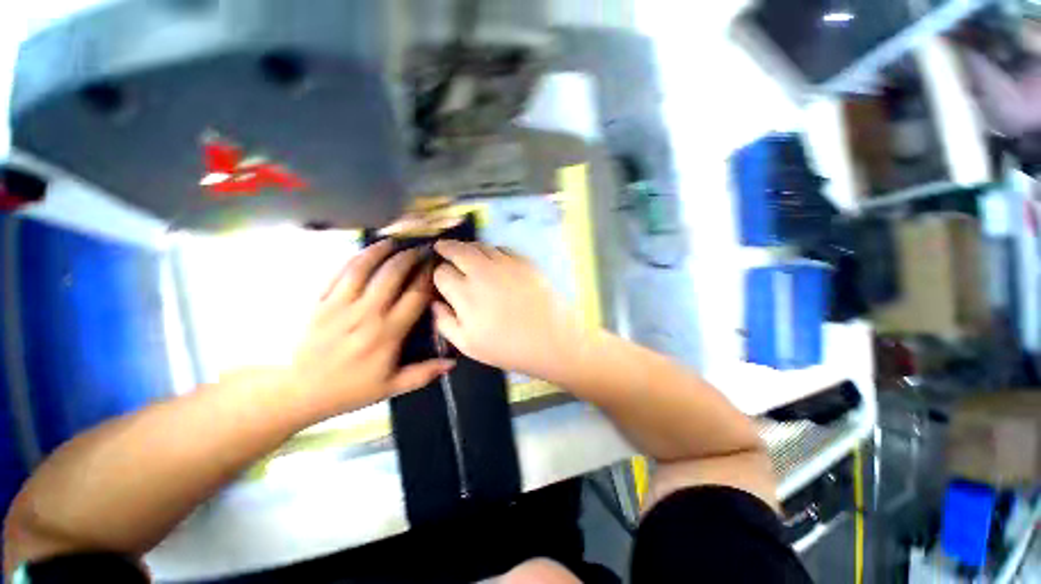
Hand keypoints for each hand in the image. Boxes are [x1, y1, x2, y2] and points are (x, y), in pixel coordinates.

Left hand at [286, 240, 454, 417]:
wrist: (297, 391)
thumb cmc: (348, 389)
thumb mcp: (391, 387)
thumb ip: (424, 373)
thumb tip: (453, 363)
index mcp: (387, 333)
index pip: (415, 296)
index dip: (428, 277)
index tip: (437, 265)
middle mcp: (366, 313)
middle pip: (392, 274)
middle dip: (410, 257)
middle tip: (422, 249)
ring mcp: (340, 304)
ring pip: (364, 267)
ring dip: (382, 251)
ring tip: (396, 241)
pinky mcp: (320, 301)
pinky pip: (340, 273)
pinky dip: (355, 258)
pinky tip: (366, 251)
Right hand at [432, 240, 584, 381]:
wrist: (552, 340)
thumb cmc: (509, 348)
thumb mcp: (469, 345)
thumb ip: (445, 323)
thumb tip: (434, 304)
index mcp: (465, 294)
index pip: (441, 273)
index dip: (438, 274)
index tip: (441, 279)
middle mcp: (482, 272)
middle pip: (457, 250)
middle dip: (446, 248)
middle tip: (442, 248)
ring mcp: (505, 263)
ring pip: (479, 246)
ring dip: (468, 247)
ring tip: (466, 253)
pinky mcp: (524, 261)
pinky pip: (502, 248)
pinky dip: (492, 251)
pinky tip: (493, 259)